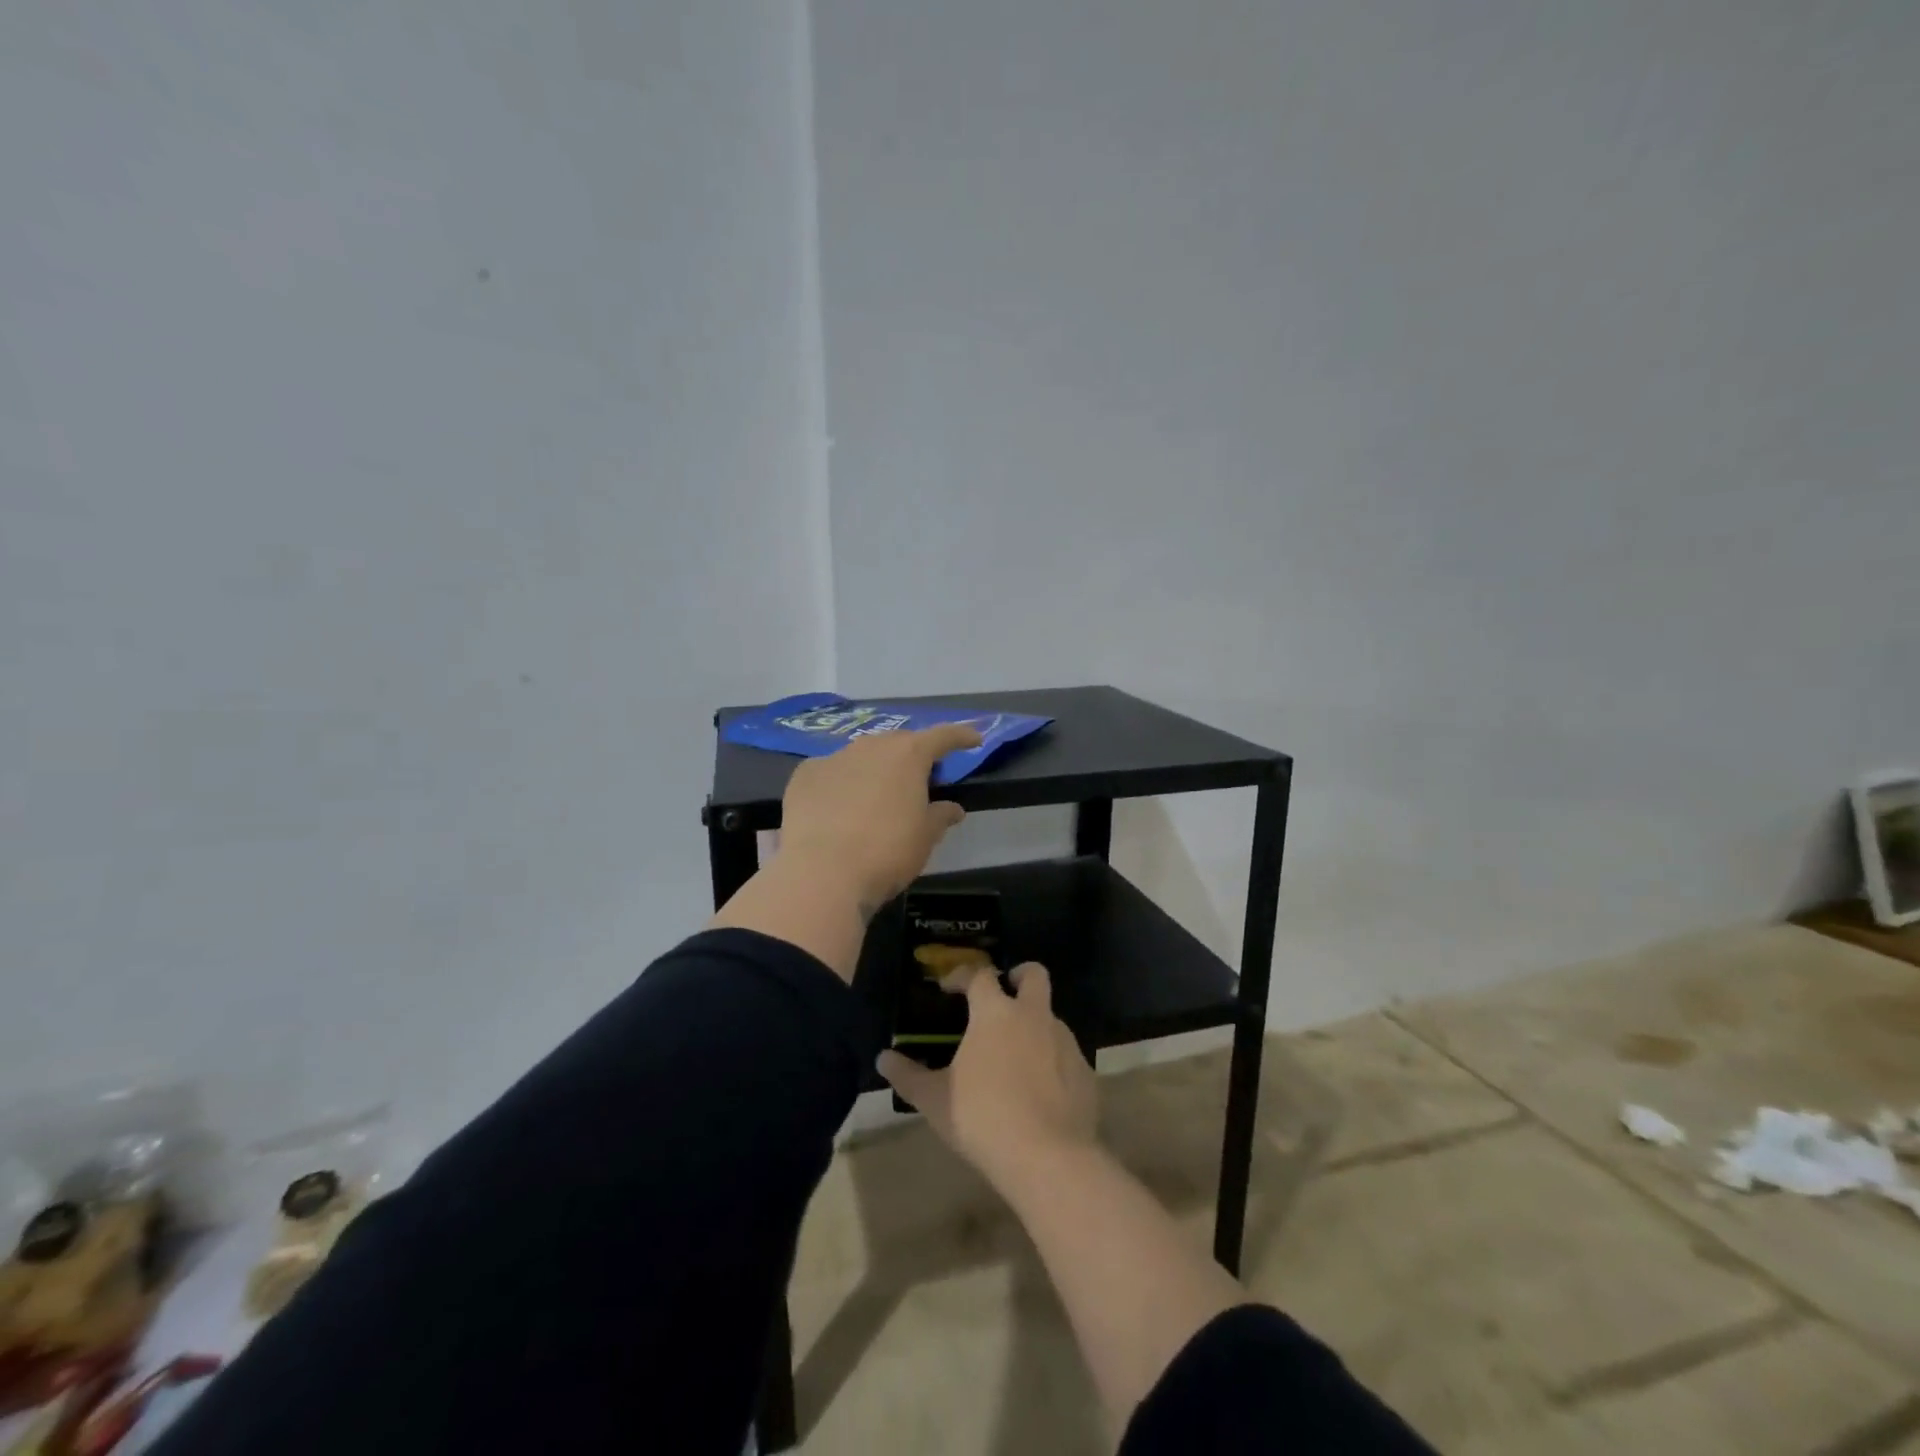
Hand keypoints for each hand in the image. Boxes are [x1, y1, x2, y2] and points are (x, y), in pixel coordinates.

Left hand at [777, 723, 980, 911]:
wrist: (822, 873)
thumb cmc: (887, 852)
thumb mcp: (925, 838)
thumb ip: (941, 816)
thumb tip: (952, 808)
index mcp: (909, 755)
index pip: (943, 736)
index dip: (960, 736)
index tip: (973, 739)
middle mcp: (871, 746)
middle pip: (899, 742)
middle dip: (912, 755)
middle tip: (920, 779)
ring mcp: (834, 757)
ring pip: (862, 755)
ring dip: (874, 769)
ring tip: (876, 795)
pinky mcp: (804, 776)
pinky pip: (830, 772)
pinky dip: (840, 783)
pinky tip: (837, 807)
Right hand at [879, 964, 1098, 1187]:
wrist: (1048, 1158)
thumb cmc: (983, 1118)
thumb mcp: (934, 1100)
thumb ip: (908, 1075)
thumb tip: (884, 1058)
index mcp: (996, 1013)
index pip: (980, 975)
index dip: (963, 976)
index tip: (949, 987)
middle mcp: (1034, 1016)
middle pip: (1034, 975)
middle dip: (1019, 976)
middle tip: (1004, 993)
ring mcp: (1065, 1042)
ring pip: (1051, 1017)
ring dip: (1034, 1024)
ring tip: (1016, 1056)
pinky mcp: (1086, 1071)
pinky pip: (1065, 1055)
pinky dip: (1052, 1062)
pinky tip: (1039, 1091)